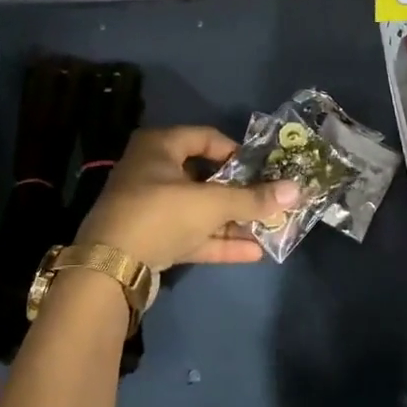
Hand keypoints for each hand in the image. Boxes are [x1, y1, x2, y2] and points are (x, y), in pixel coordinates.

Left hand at [72, 125, 298, 270]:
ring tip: (269, 229)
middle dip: (239, 193)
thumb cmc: (161, 214)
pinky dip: (218, 241)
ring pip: (199, 210)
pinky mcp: (152, 240)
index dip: (236, 151)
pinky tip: (253, 252)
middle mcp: (152, 172)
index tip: (262, 168)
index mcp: (159, 147)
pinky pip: (191, 235)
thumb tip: (296, 190)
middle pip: (205, 177)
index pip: (205, 137)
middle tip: (269, 200)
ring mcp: (150, 208)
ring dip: (233, 221)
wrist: (109, 268)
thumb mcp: (211, 203)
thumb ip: (253, 198)